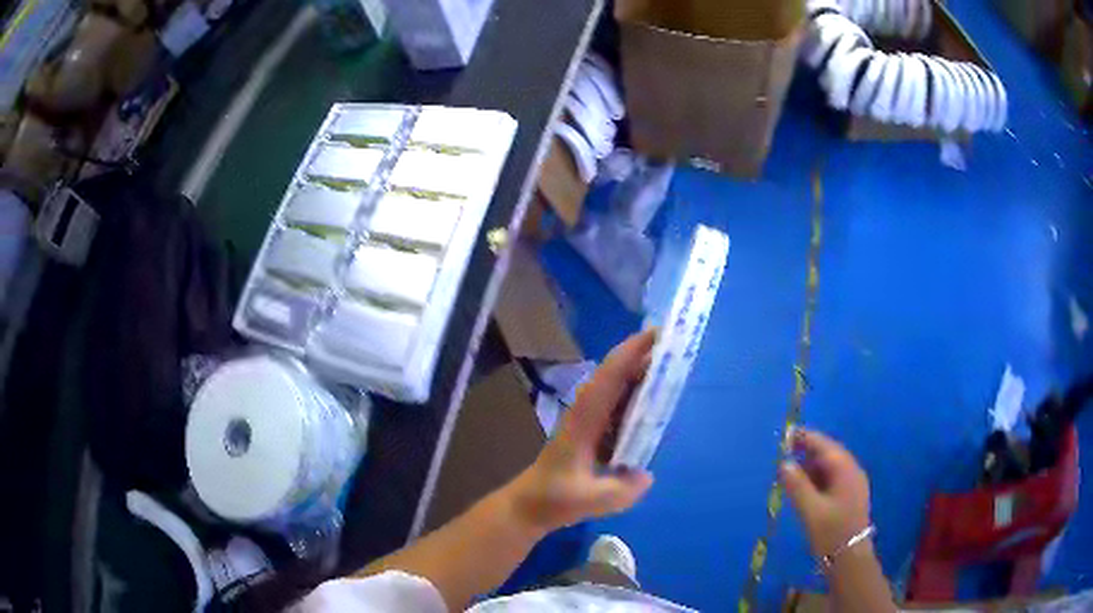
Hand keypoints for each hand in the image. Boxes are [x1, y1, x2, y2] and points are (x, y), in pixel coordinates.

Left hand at [509, 330, 656, 533]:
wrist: (530, 505)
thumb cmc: (553, 498)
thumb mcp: (587, 499)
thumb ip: (620, 491)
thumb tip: (648, 475)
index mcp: (584, 418)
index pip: (610, 376)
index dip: (633, 351)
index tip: (659, 334)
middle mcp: (587, 411)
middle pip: (618, 375)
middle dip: (646, 358)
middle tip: (679, 350)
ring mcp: (589, 420)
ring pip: (619, 388)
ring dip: (643, 376)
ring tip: (674, 371)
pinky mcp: (593, 431)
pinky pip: (619, 406)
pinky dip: (638, 399)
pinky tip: (657, 407)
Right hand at [779, 428, 871, 558]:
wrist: (850, 558)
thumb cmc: (831, 532)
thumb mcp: (811, 511)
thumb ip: (797, 486)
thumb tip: (784, 463)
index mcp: (846, 470)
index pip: (825, 446)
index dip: (806, 438)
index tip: (787, 434)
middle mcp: (852, 472)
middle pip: (829, 454)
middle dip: (808, 450)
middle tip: (785, 451)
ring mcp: (852, 485)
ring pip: (830, 467)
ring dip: (812, 465)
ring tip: (790, 469)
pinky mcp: (849, 497)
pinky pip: (832, 479)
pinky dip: (817, 478)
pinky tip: (804, 487)